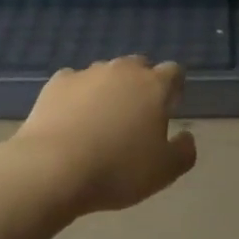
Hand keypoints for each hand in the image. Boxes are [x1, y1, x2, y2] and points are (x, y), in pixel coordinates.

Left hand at [13, 56, 197, 215]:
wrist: (52, 168)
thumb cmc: (117, 170)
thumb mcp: (164, 171)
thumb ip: (184, 151)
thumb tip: (186, 136)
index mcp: (153, 86)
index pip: (173, 72)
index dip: (174, 88)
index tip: (169, 108)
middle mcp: (122, 70)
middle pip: (138, 66)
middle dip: (141, 84)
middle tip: (136, 115)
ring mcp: (87, 73)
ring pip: (105, 73)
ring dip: (108, 89)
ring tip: (100, 120)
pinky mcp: (56, 83)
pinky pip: (74, 83)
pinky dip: (77, 95)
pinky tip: (71, 118)